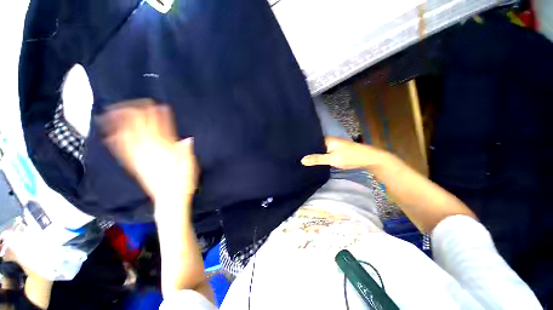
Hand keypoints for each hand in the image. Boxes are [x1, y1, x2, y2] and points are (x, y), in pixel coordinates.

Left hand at [98, 99, 197, 202]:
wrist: (169, 201)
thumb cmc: (183, 184)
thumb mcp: (191, 168)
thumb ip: (187, 153)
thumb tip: (186, 139)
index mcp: (166, 154)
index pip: (162, 133)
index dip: (160, 119)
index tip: (158, 105)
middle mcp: (151, 155)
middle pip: (143, 132)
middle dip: (139, 116)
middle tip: (134, 101)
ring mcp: (140, 160)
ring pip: (129, 139)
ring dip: (122, 125)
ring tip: (115, 111)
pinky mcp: (135, 166)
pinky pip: (123, 152)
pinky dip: (116, 141)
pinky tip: (110, 133)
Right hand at [301, 136, 388, 169]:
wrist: (368, 159)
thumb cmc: (350, 157)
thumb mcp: (332, 159)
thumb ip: (317, 159)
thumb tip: (302, 160)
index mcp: (326, 139)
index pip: (311, 141)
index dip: (303, 146)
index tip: (294, 151)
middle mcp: (328, 141)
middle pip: (315, 146)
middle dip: (307, 151)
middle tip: (295, 157)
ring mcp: (332, 146)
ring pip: (319, 150)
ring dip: (313, 154)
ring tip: (301, 159)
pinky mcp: (335, 152)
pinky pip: (324, 153)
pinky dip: (319, 157)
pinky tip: (314, 161)